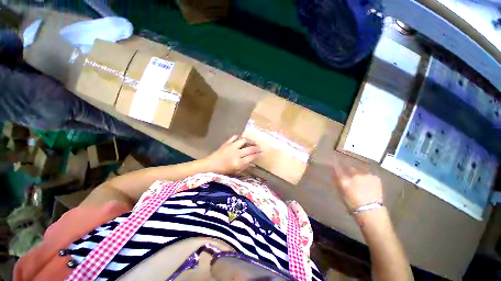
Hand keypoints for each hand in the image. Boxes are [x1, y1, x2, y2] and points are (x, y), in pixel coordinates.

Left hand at [205, 135, 261, 174]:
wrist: (210, 165)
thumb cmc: (223, 171)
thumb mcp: (235, 172)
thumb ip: (245, 167)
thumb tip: (253, 162)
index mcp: (238, 163)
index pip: (252, 157)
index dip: (258, 155)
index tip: (262, 153)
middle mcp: (236, 154)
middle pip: (250, 149)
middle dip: (256, 148)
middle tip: (260, 148)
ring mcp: (231, 147)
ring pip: (244, 140)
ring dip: (250, 141)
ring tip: (253, 142)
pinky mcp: (227, 143)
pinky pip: (235, 137)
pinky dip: (240, 137)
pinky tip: (242, 139)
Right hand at [330, 158, 382, 210]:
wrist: (371, 211)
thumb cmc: (352, 204)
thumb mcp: (341, 194)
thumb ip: (336, 182)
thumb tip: (333, 174)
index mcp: (345, 180)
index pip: (337, 167)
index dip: (335, 162)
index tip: (333, 158)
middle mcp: (354, 175)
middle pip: (349, 168)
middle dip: (348, 169)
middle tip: (349, 175)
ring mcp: (366, 175)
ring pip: (359, 171)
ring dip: (358, 174)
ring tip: (361, 181)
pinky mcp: (375, 177)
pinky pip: (368, 175)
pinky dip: (366, 178)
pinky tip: (368, 185)